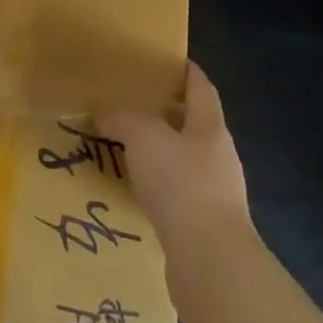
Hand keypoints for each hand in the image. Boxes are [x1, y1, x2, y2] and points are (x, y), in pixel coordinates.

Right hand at [99, 62, 253, 274]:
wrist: (210, 262)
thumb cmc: (182, 185)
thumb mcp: (144, 138)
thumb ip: (123, 119)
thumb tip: (104, 112)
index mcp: (210, 127)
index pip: (201, 88)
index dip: (187, 71)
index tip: (166, 59)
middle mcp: (218, 156)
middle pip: (192, 124)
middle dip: (165, 112)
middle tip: (130, 102)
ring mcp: (215, 193)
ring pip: (182, 160)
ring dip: (158, 152)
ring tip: (123, 146)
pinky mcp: (203, 225)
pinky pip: (175, 193)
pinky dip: (155, 185)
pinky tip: (132, 189)